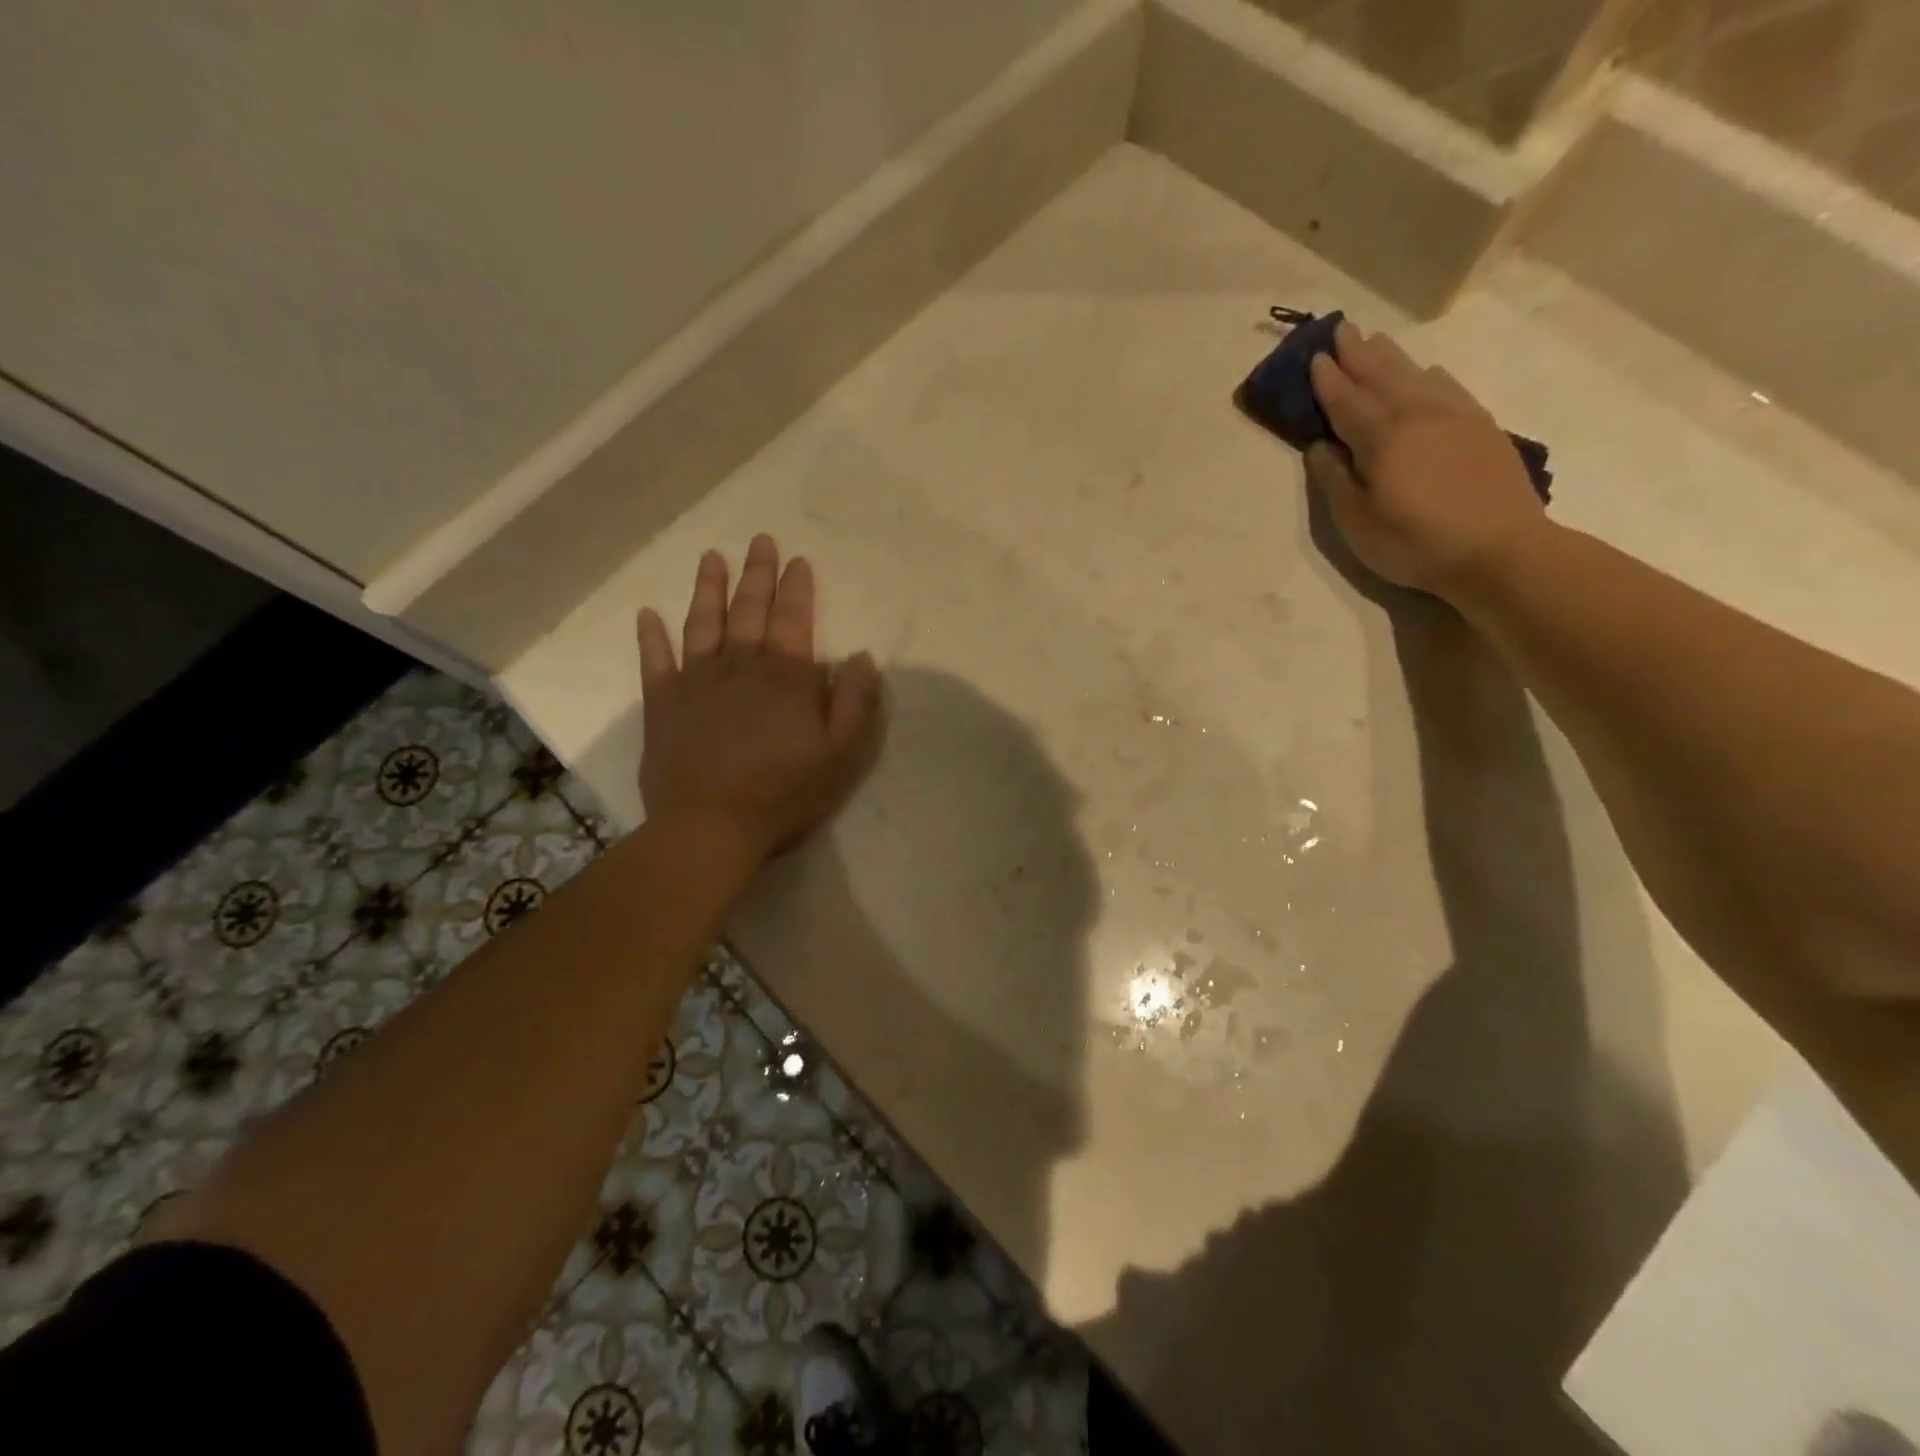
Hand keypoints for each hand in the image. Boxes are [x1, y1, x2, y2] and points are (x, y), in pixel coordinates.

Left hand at [636, 535, 881, 861]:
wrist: (711, 825)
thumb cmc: (784, 792)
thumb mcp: (841, 754)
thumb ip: (855, 702)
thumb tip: (860, 656)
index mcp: (786, 677)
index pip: (793, 619)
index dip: (797, 587)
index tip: (797, 560)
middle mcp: (740, 665)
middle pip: (749, 609)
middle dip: (757, 573)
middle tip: (760, 540)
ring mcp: (696, 681)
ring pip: (703, 623)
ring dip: (708, 588)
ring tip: (711, 558)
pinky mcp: (663, 703)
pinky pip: (654, 660)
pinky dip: (650, 636)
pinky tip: (647, 614)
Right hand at [1307, 321, 1548, 595]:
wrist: (1500, 550)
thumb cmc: (1415, 542)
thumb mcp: (1357, 522)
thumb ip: (1335, 479)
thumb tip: (1321, 445)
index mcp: (1382, 436)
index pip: (1347, 401)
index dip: (1328, 380)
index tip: (1315, 356)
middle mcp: (1418, 414)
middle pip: (1382, 376)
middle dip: (1358, 354)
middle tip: (1342, 330)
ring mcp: (1455, 417)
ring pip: (1416, 375)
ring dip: (1391, 358)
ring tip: (1376, 342)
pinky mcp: (1481, 428)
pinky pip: (1449, 388)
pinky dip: (1430, 375)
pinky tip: (1427, 372)